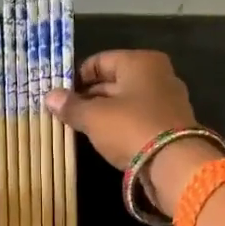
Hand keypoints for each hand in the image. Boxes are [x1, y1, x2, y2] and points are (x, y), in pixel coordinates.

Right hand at [44, 50, 219, 212]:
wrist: (175, 164)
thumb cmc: (131, 128)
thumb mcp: (94, 117)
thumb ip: (71, 106)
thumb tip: (49, 96)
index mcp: (140, 62)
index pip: (100, 61)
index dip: (77, 77)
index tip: (60, 96)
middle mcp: (157, 75)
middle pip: (114, 81)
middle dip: (89, 97)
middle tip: (66, 113)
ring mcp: (167, 100)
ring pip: (126, 102)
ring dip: (104, 113)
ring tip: (81, 127)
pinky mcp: (171, 125)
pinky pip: (138, 119)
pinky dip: (121, 125)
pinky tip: (105, 139)